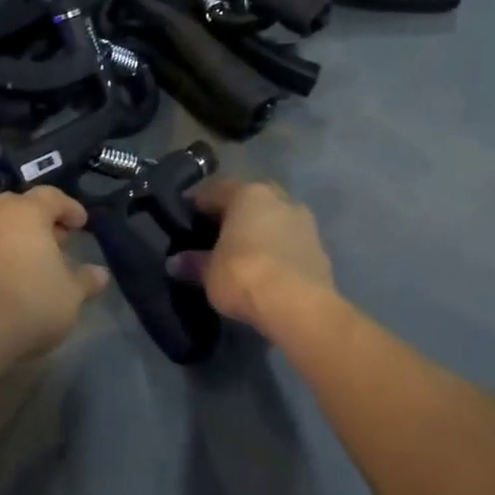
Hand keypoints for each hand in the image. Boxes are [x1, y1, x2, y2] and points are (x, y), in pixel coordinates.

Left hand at [0, 187, 110, 363]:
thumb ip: (85, 280)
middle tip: (58, 239)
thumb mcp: (70, 294)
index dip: (69, 207)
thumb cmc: (30, 300)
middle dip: (40, 219)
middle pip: (19, 206)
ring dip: (19, 239)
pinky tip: (15, 281)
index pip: (51, 196)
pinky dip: (2, 258)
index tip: (82, 224)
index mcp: (26, 213)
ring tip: (38, 264)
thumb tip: (100, 273)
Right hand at [168, 178, 336, 331]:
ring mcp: (304, 222)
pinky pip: (290, 241)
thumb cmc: (243, 275)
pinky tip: (267, 267)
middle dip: (234, 211)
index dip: (197, 200)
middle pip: (250, 198)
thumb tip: (174, 262)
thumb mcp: (209, 272)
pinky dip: (277, 248)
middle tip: (216, 229)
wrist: (298, 306)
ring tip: (243, 250)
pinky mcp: (320, 248)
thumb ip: (193, 263)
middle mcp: (279, 199)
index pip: (216, 188)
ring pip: (275, 218)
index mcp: (248, 195)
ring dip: (260, 229)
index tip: (185, 213)